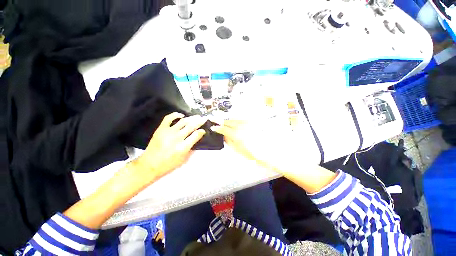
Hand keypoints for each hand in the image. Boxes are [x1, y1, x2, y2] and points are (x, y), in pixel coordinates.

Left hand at [133, 112, 206, 180]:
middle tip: (204, 118)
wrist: (149, 164)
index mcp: (183, 147)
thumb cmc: (168, 164)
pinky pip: (168, 118)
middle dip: (199, 121)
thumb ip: (191, 148)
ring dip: (191, 118)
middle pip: (191, 126)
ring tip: (196, 116)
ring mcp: (168, 132)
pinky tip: (181, 115)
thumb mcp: (183, 159)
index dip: (201, 132)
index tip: (203, 130)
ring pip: (183, 121)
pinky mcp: (161, 129)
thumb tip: (196, 139)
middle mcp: (177, 138)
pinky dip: (175, 115)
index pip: (196, 135)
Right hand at [211, 119, 319, 174]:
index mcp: (237, 134)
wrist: (273, 151)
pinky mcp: (254, 122)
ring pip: (235, 119)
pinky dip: (236, 122)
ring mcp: (248, 122)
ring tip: (225, 124)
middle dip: (221, 123)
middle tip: (217, 124)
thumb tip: (224, 137)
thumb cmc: (256, 155)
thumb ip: (230, 142)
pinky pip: (242, 120)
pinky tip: (236, 125)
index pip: (223, 128)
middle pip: (228, 121)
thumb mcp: (240, 151)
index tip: (213, 128)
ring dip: (229, 122)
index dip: (217, 128)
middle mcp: (242, 125)